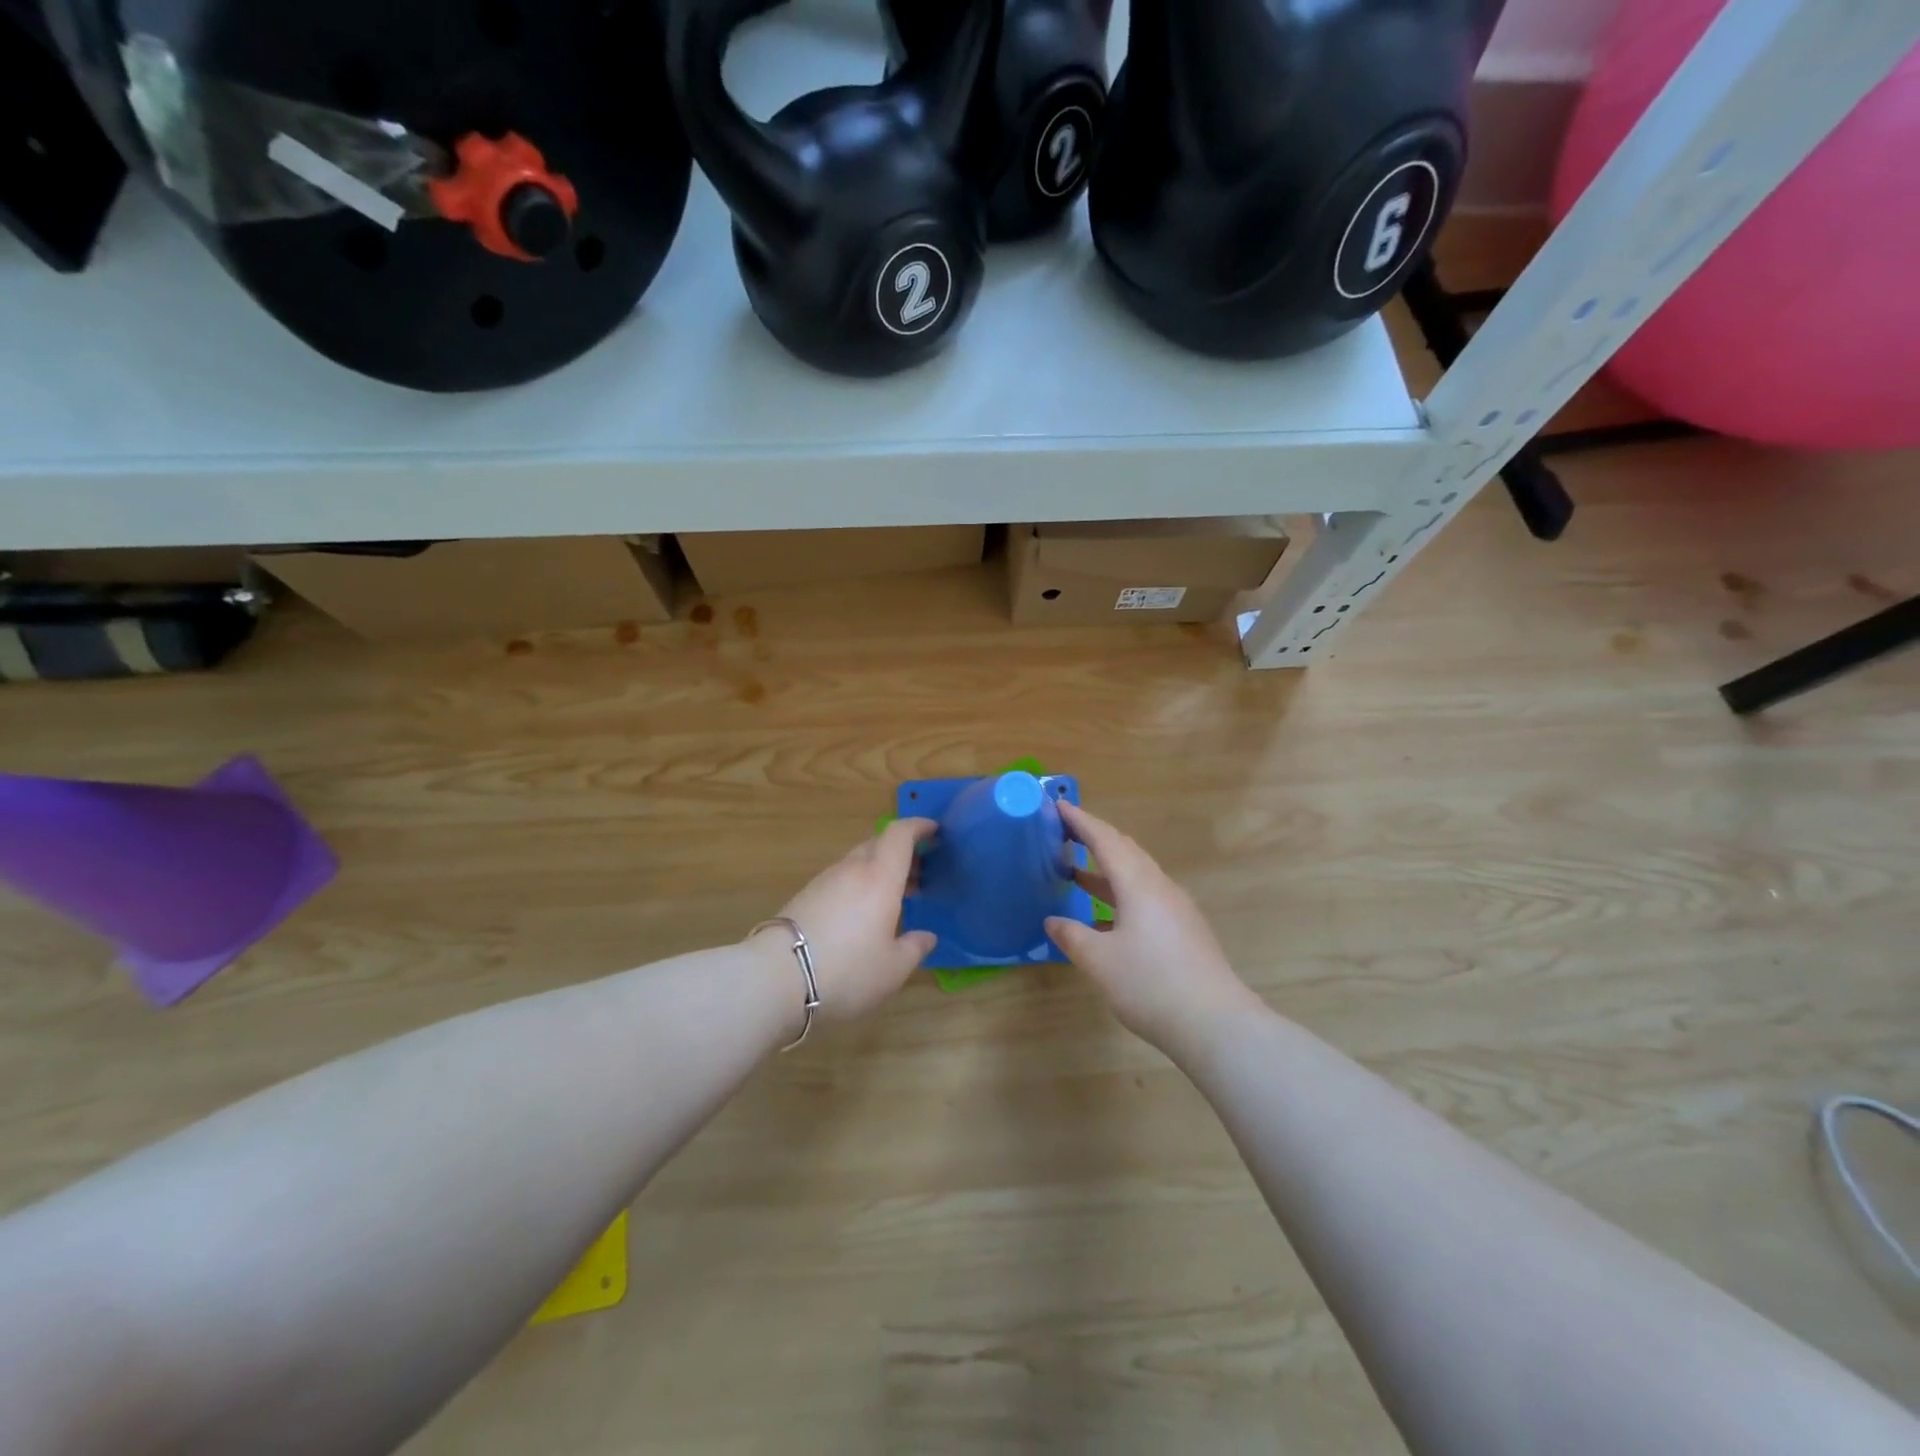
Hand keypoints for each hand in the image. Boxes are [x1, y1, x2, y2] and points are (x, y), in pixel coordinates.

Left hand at [755, 818, 938, 1023]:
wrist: (777, 978)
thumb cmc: (847, 971)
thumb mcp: (893, 969)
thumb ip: (914, 948)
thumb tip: (926, 937)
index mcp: (881, 878)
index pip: (900, 834)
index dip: (918, 826)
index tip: (934, 831)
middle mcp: (852, 870)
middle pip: (879, 844)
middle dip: (901, 852)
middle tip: (918, 874)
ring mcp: (825, 881)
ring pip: (857, 862)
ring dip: (878, 870)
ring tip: (892, 899)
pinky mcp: (804, 896)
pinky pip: (840, 879)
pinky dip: (858, 885)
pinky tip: (861, 914)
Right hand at [1045, 803, 1257, 1056]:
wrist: (1215, 1023)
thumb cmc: (1151, 984)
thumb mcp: (1100, 961)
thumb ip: (1072, 936)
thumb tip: (1052, 921)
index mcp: (1139, 884)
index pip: (1106, 840)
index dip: (1081, 821)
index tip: (1058, 805)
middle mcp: (1160, 887)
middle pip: (1125, 852)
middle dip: (1095, 839)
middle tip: (1065, 833)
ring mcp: (1176, 909)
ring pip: (1137, 875)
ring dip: (1107, 869)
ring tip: (1076, 870)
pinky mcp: (1184, 930)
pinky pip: (1146, 896)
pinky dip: (1120, 893)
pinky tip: (1105, 916)